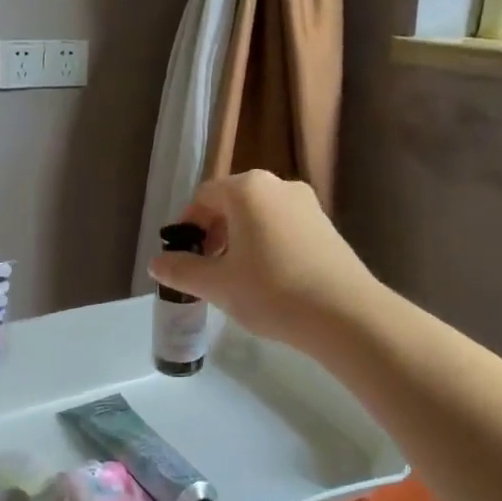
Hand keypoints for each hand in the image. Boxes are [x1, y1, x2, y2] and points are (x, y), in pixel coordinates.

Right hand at [147, 171, 379, 353]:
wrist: (346, 315)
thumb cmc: (271, 291)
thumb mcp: (217, 284)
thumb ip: (181, 270)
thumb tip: (155, 264)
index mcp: (247, 189)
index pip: (203, 197)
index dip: (187, 225)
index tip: (182, 257)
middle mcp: (278, 185)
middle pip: (231, 202)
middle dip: (213, 232)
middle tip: (205, 268)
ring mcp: (307, 204)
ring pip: (259, 215)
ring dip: (239, 239)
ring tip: (235, 277)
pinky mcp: (326, 226)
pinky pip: (283, 226)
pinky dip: (266, 244)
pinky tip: (268, 279)